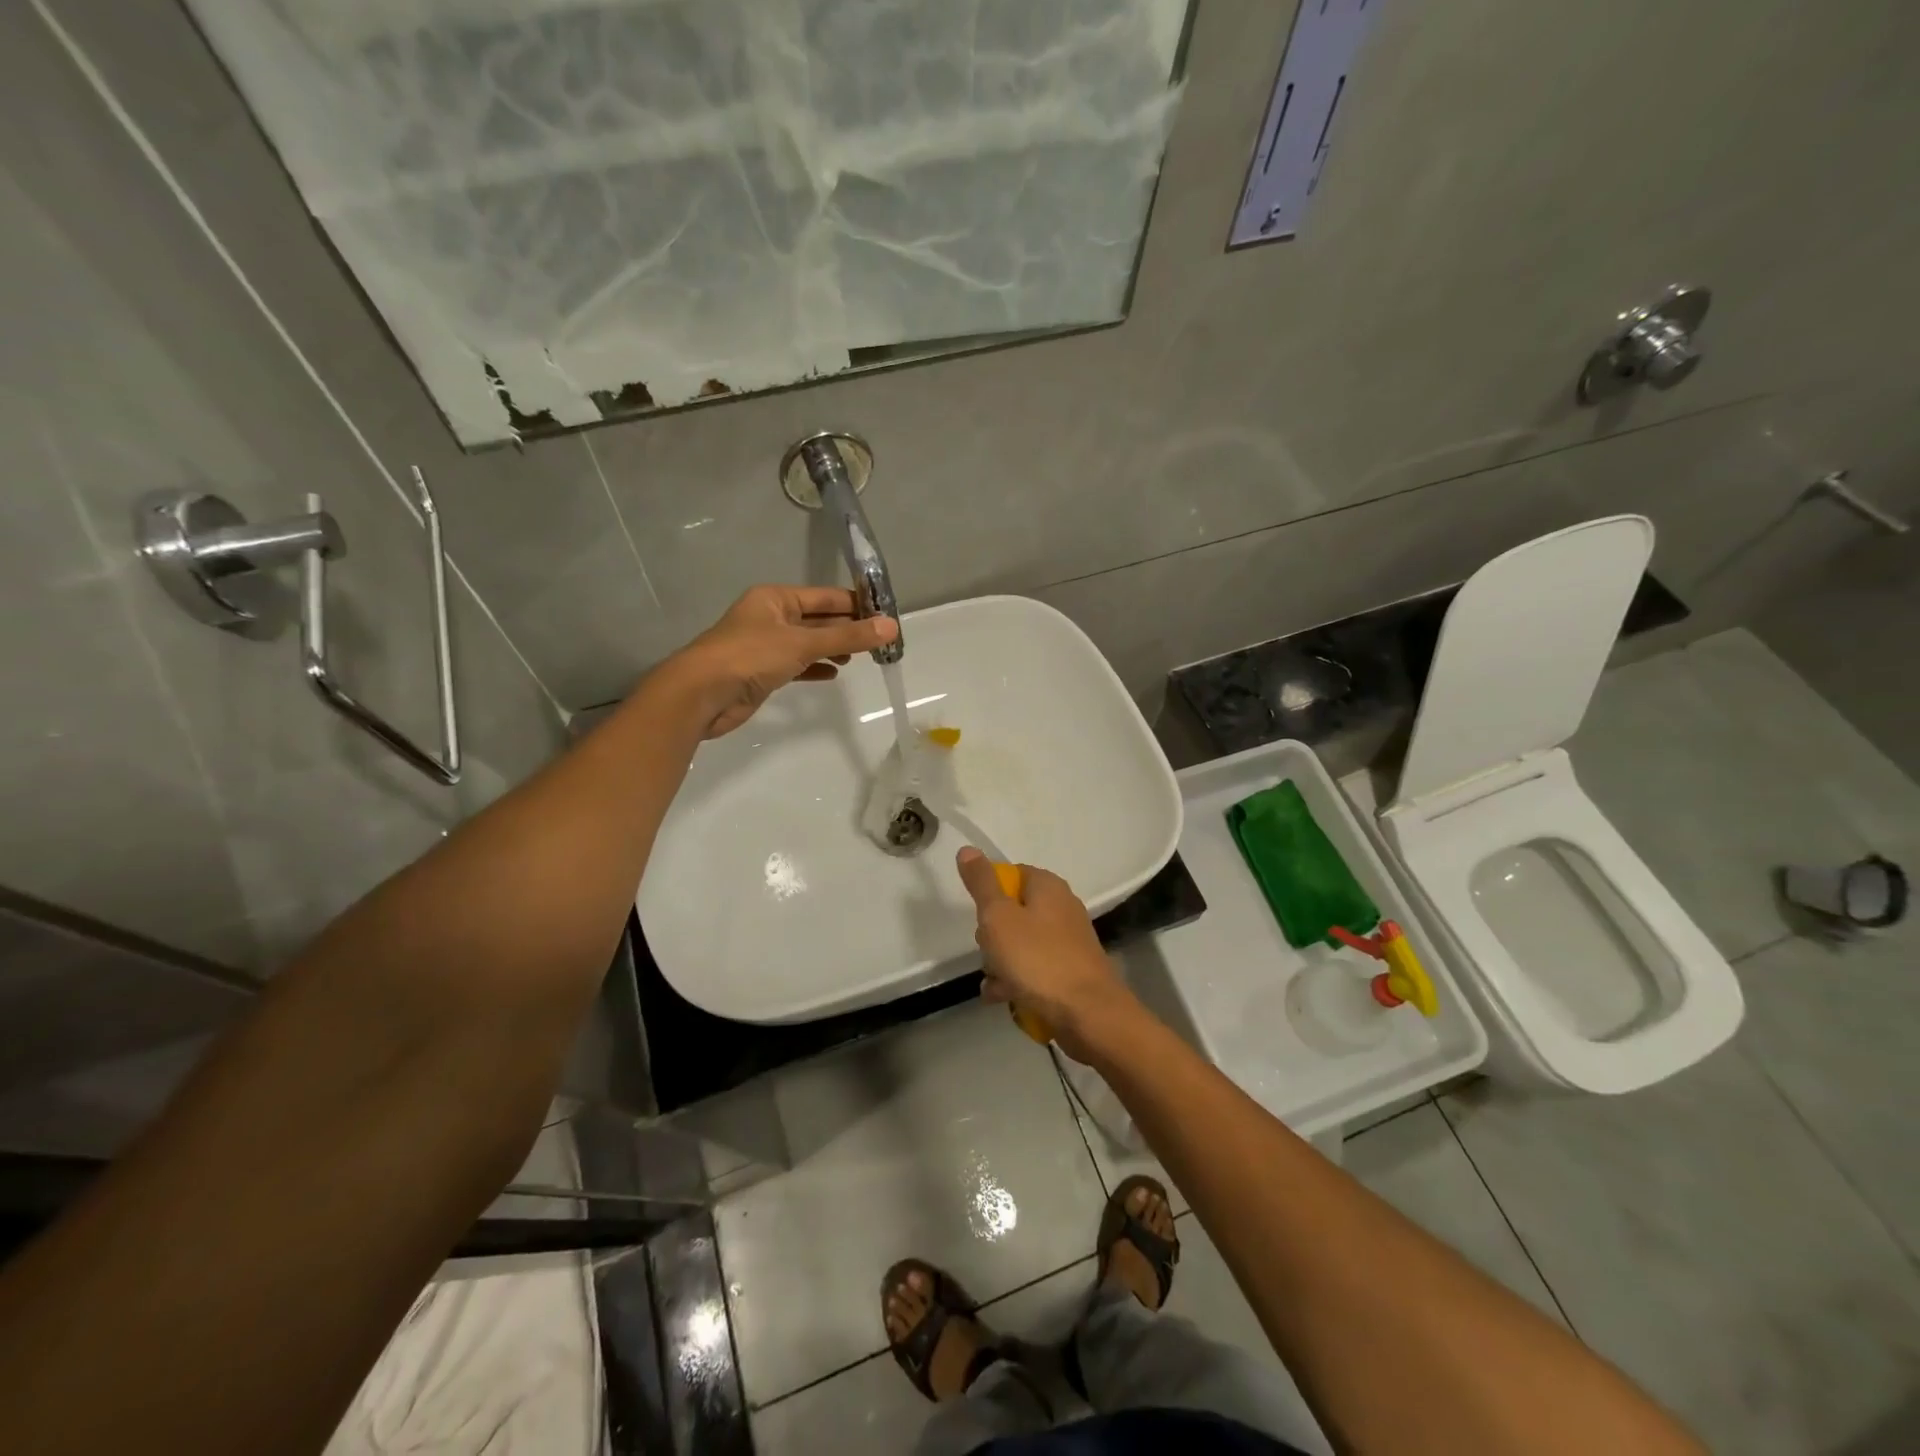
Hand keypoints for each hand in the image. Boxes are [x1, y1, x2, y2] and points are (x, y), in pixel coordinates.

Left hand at [661, 585, 897, 738]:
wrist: (701, 695)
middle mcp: (771, 617)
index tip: (887, 616)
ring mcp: (765, 645)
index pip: (825, 597)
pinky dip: (816, 667)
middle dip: (848, 629)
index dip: (856, 604)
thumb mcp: (803, 643)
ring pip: (809, 643)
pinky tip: (834, 674)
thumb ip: (848, 637)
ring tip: (862, 658)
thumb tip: (891, 627)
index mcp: (776, 598)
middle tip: (882, 641)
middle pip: (818, 619)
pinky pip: (797, 665)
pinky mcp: (763, 672)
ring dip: (833, 648)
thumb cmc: (750, 657)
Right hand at [956, 847, 1134, 1061]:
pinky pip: (1034, 968)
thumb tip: (968, 849)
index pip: (1010, 874)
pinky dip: (1017, 979)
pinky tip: (1003, 997)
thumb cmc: (1038, 959)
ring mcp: (1068, 940)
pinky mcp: (1070, 970)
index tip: (980, 917)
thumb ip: (981, 883)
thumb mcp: (999, 917)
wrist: (1088, 1014)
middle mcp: (1061, 907)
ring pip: (1020, 943)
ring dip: (1000, 962)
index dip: (989, 893)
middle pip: (1013, 911)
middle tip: (989, 951)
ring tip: (994, 983)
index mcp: (1048, 886)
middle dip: (992, 934)